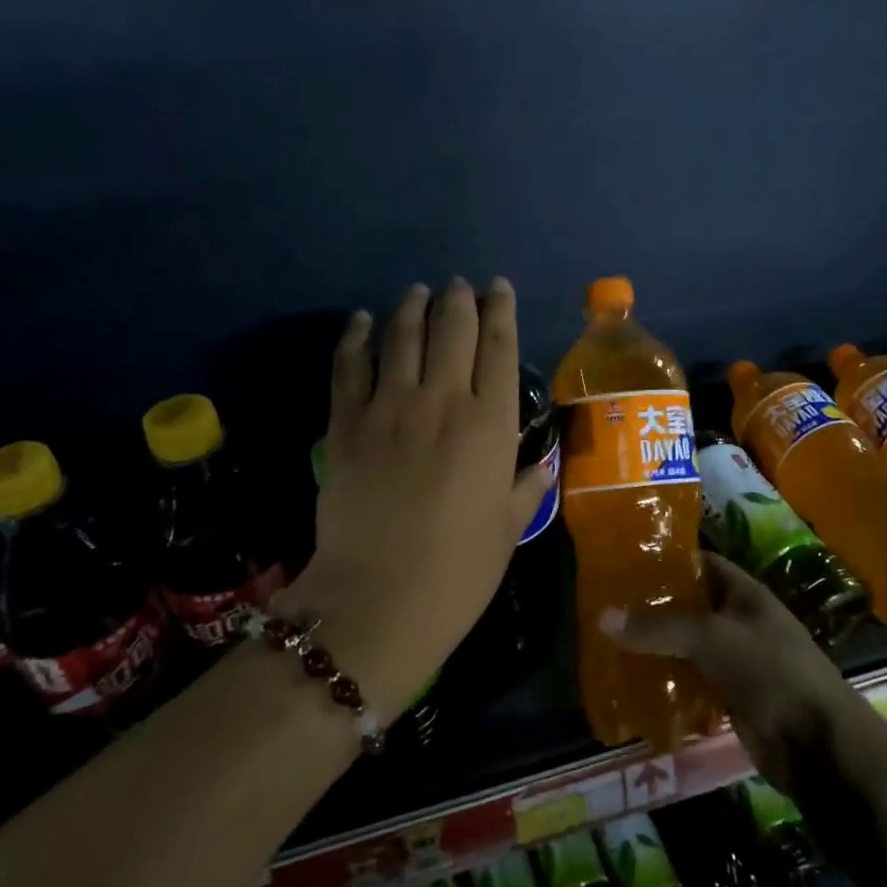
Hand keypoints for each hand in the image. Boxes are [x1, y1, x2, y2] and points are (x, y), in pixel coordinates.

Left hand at [288, 278, 551, 721]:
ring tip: (418, 291)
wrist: (378, 600)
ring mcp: (389, 408)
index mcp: (489, 425)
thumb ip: (526, 489)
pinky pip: (349, 366)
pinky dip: (357, 337)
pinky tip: (363, 320)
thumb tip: (542, 466)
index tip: (498, 288)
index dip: (501, 310)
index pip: (499, 347)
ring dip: (412, 306)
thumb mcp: (507, 531)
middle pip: (452, 329)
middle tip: (459, 286)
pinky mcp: (344, 424)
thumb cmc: (458, 571)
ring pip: (402, 336)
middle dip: (459, 299)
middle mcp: (442, 401)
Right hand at [600, 555, 857, 795]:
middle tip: (608, 604)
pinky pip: (694, 682)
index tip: (627, 561)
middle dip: (656, 607)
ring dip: (659, 647)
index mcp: (745, 594)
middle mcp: (741, 622)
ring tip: (611, 642)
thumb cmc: (770, 671)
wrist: (818, 744)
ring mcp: (738, 662)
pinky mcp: (733, 698)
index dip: (669, 560)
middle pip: (692, 606)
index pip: (703, 563)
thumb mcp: (711, 638)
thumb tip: (602, 616)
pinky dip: (669, 682)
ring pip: (690, 647)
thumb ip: (658, 627)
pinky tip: (635, 684)